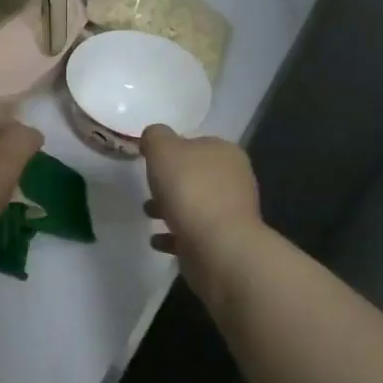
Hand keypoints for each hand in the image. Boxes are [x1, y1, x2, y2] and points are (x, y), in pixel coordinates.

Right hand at [140, 124, 262, 308]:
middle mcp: (234, 179)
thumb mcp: (163, 148)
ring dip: (170, 208)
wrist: (217, 246)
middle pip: (195, 175)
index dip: (172, 149)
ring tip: (148, 214)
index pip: (196, 143)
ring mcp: (231, 213)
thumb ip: (155, 136)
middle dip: (170, 182)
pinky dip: (174, 235)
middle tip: (149, 188)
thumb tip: (155, 137)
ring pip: (194, 204)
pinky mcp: (224, 242)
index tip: (151, 160)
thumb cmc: (190, 189)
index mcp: (225, 152)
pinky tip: (157, 240)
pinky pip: (193, 234)